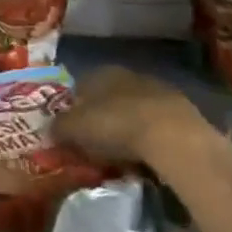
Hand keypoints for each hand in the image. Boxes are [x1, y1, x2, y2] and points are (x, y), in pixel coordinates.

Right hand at [53, 65, 210, 170]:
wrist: (171, 135)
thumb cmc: (114, 125)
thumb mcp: (74, 128)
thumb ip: (58, 127)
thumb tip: (50, 130)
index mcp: (101, 72)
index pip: (79, 88)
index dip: (73, 112)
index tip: (70, 134)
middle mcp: (128, 75)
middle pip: (107, 99)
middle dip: (100, 121)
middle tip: (94, 147)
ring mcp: (157, 91)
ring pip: (132, 112)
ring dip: (125, 130)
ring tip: (120, 157)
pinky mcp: (181, 112)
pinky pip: (154, 126)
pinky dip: (147, 140)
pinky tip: (144, 158)